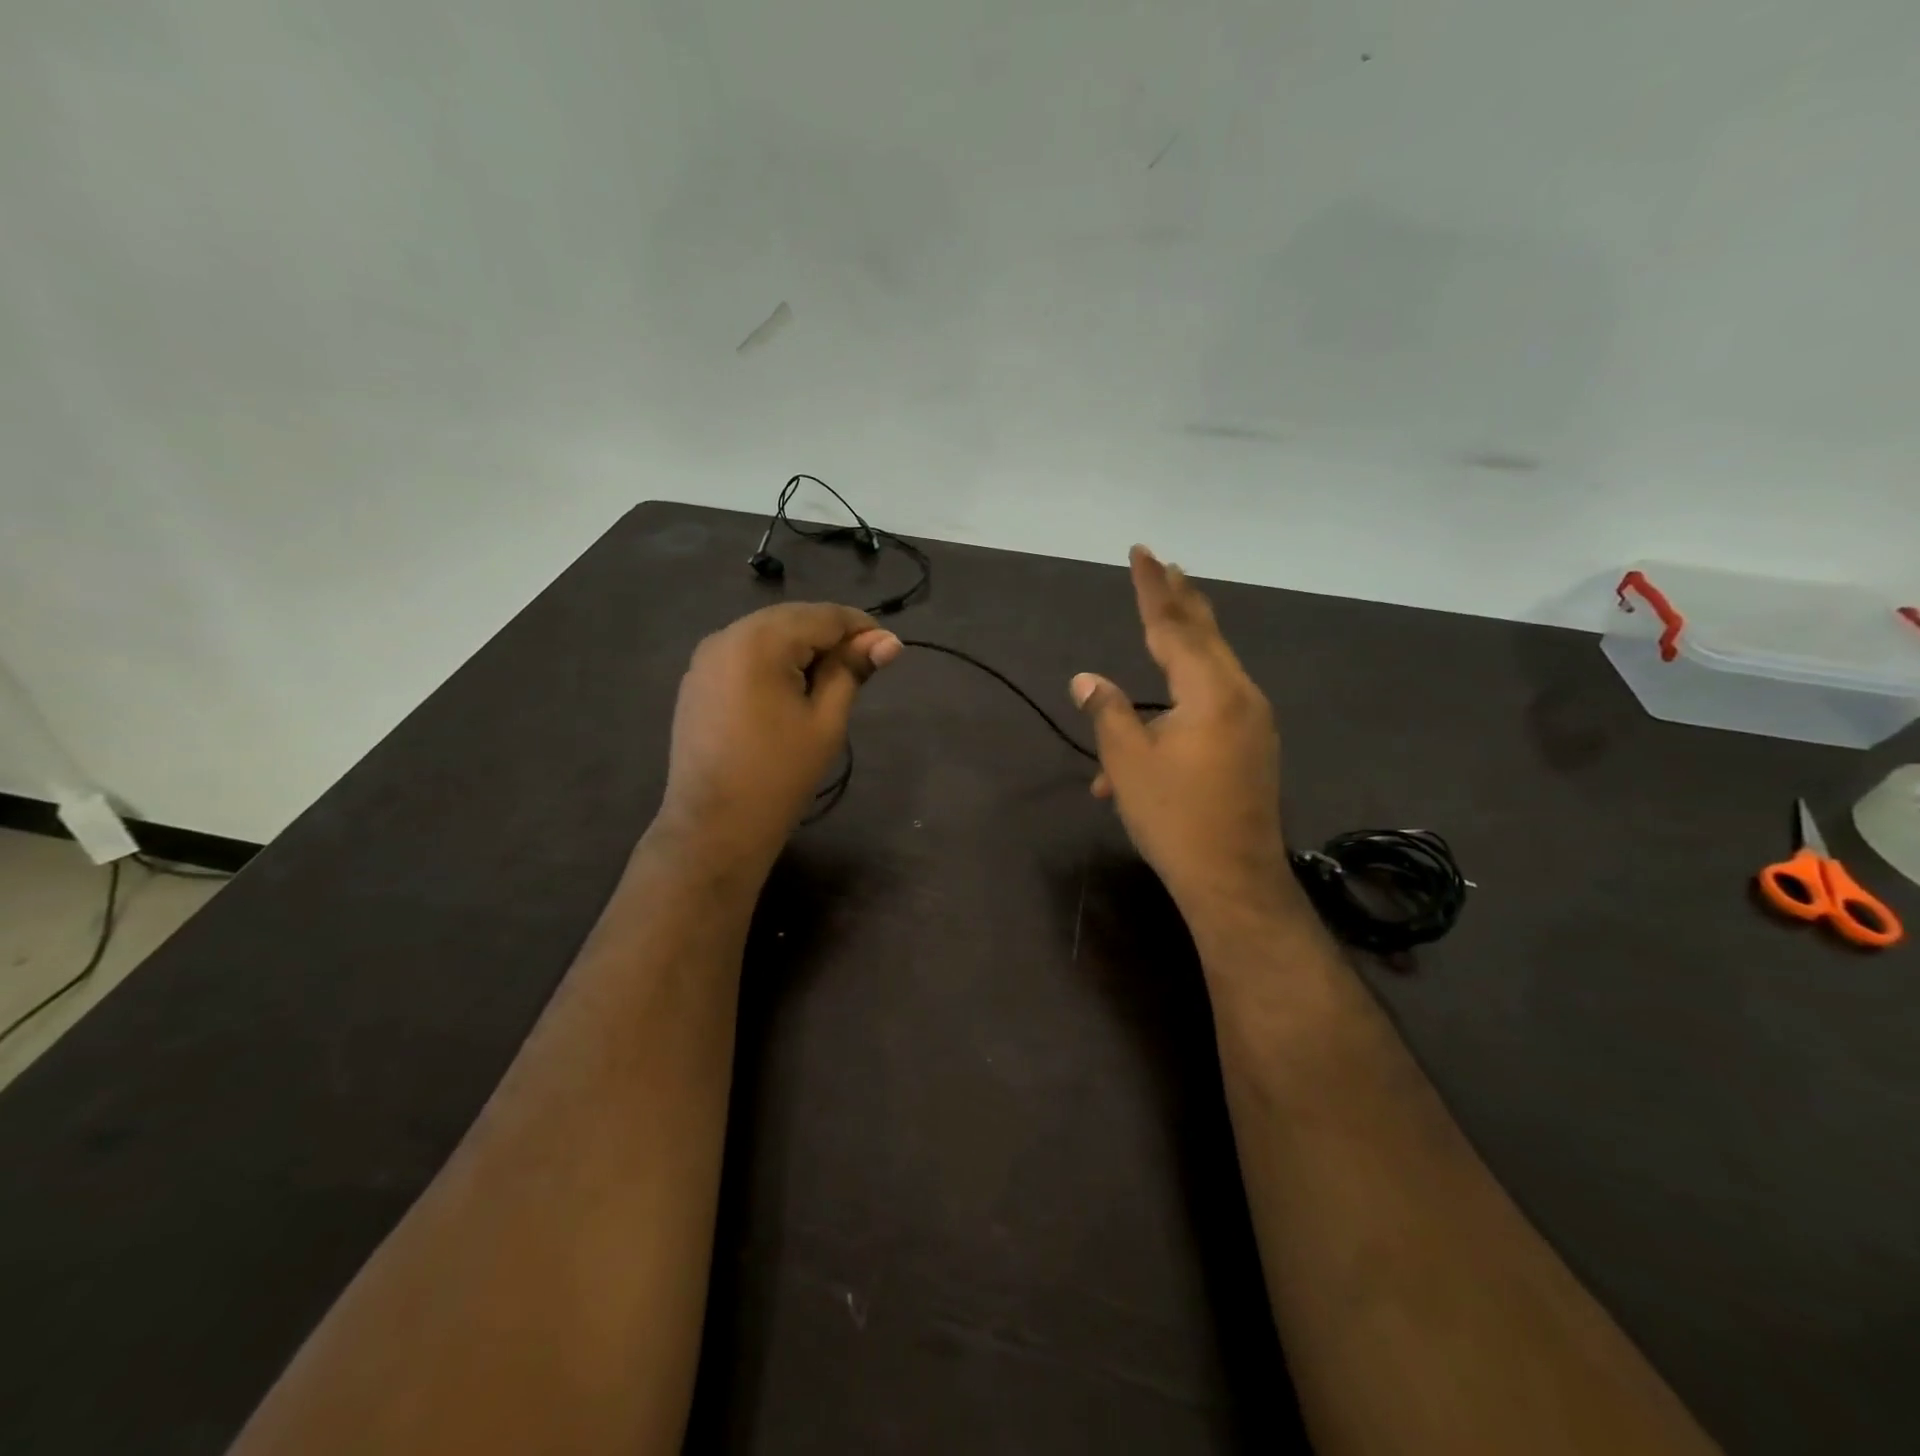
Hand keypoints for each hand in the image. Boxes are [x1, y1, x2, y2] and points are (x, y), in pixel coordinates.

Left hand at [658, 603, 900, 869]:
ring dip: (803, 647)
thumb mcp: (826, 720)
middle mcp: (726, 635)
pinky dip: (774, 660)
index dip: (861, 628)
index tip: (890, 649)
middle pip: (793, 619)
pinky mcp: (697, 679)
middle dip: (831, 636)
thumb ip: (852, 670)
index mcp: (760, 641)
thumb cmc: (780, 774)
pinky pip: (745, 653)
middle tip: (865, 666)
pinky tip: (792, 689)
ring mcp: (705, 657)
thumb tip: (889, 641)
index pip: (823, 616)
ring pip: (768, 633)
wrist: (715, 826)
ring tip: (831, 680)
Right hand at [1071, 547, 1291, 918]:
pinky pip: (1212, 706)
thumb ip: (1106, 712)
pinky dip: (1180, 701)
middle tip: (1164, 566)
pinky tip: (1151, 726)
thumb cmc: (1175, 818)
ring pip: (1209, 671)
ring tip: (1163, 619)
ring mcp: (1251, 722)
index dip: (1152, 589)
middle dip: (1179, 601)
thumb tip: (1085, 679)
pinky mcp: (1251, 746)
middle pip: (1204, 636)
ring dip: (1179, 650)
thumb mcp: (1128, 763)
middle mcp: (1239, 696)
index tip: (1141, 552)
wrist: (1233, 880)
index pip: (1174, 626)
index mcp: (1211, 692)